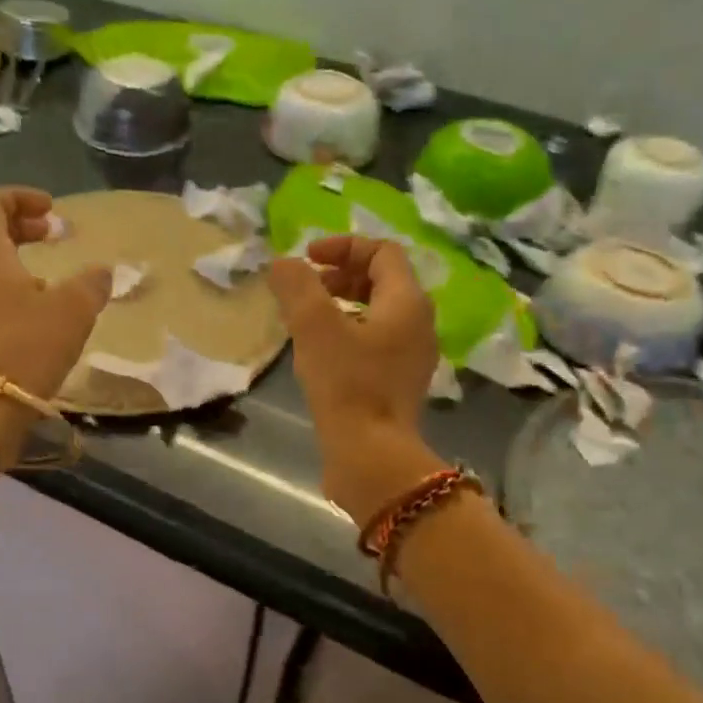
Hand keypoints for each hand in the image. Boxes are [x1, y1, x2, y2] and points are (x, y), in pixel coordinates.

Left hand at [0, 188, 110, 452]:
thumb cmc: (23, 348)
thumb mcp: (72, 311)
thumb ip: (91, 284)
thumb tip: (103, 271)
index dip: (21, 198)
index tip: (52, 211)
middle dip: (18, 227)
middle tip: (51, 236)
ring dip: (11, 261)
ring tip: (47, 279)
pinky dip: (1, 290)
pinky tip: (29, 316)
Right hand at [267, 236, 445, 520]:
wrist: (371, 456)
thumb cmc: (347, 384)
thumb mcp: (314, 327)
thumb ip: (297, 286)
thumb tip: (283, 263)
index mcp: (407, 302)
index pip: (382, 252)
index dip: (343, 246)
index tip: (307, 259)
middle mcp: (419, 324)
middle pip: (382, 281)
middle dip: (341, 275)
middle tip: (306, 288)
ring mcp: (412, 357)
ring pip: (377, 313)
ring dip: (342, 305)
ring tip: (306, 320)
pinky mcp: (398, 384)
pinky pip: (375, 342)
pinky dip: (348, 333)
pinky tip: (320, 353)